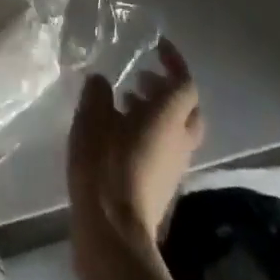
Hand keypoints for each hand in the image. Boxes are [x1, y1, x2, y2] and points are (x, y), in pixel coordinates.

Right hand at [67, 40, 203, 278]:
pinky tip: (117, 134)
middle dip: (168, 89)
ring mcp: (173, 167)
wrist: (112, 232)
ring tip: (122, 102)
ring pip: (176, 131)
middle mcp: (179, 140)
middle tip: (140, 78)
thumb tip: (102, 82)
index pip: (185, 83)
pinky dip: (148, 133)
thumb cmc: (105, 164)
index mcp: (169, 117)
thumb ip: (98, 92)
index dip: (174, 62)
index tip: (158, 47)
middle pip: (188, 109)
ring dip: (155, 111)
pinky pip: (163, 149)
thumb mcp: (92, 117)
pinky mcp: (161, 187)